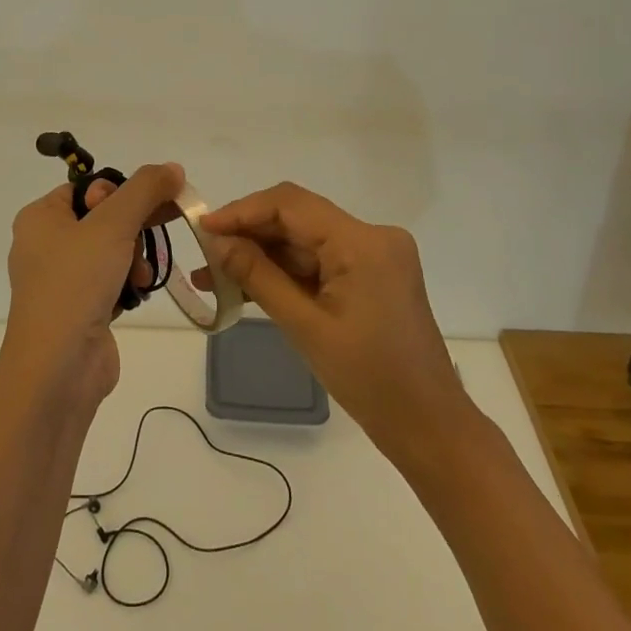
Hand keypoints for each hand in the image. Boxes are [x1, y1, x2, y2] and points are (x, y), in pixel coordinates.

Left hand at [1, 163, 182, 406]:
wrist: (58, 369)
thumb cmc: (76, 283)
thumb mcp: (113, 224)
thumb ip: (145, 190)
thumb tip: (173, 167)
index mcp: (40, 217)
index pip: (88, 187)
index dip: (119, 193)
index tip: (143, 207)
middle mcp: (45, 244)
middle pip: (104, 217)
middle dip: (135, 228)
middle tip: (163, 228)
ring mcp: (61, 279)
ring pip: (112, 250)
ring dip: (135, 259)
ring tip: (140, 277)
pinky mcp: (78, 308)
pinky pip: (110, 280)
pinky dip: (128, 283)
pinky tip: (137, 294)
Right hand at [198, 183, 466, 458]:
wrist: (428, 426)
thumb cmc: (369, 379)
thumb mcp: (305, 326)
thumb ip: (258, 276)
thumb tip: (217, 241)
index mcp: (363, 242)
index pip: (291, 204)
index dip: (242, 211)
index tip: (202, 228)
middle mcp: (372, 236)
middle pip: (297, 218)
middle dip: (249, 234)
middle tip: (204, 254)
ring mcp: (374, 255)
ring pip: (304, 240)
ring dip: (262, 255)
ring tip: (214, 276)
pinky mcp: (371, 274)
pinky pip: (319, 260)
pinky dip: (285, 271)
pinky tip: (247, 286)